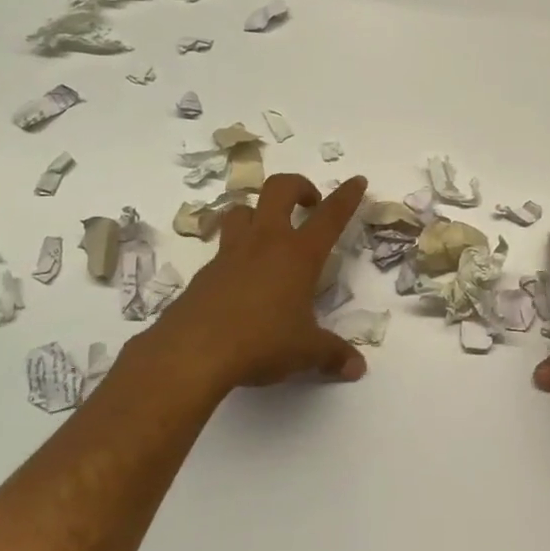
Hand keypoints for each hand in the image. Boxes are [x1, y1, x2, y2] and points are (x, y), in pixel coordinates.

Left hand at [139, 174, 369, 396]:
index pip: (330, 215)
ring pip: (242, 210)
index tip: (357, 181)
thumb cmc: (261, 343)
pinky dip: (236, 252)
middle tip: (309, 203)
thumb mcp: (305, 352)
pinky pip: (222, 247)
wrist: (191, 353)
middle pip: (279, 189)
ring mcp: (230, 254)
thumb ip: (333, 355)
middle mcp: (265, 243)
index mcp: (298, 254)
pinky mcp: (204, 273)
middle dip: (298, 186)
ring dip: (258, 212)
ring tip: (269, 232)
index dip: (346, 196)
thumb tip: (358, 369)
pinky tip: (241, 278)